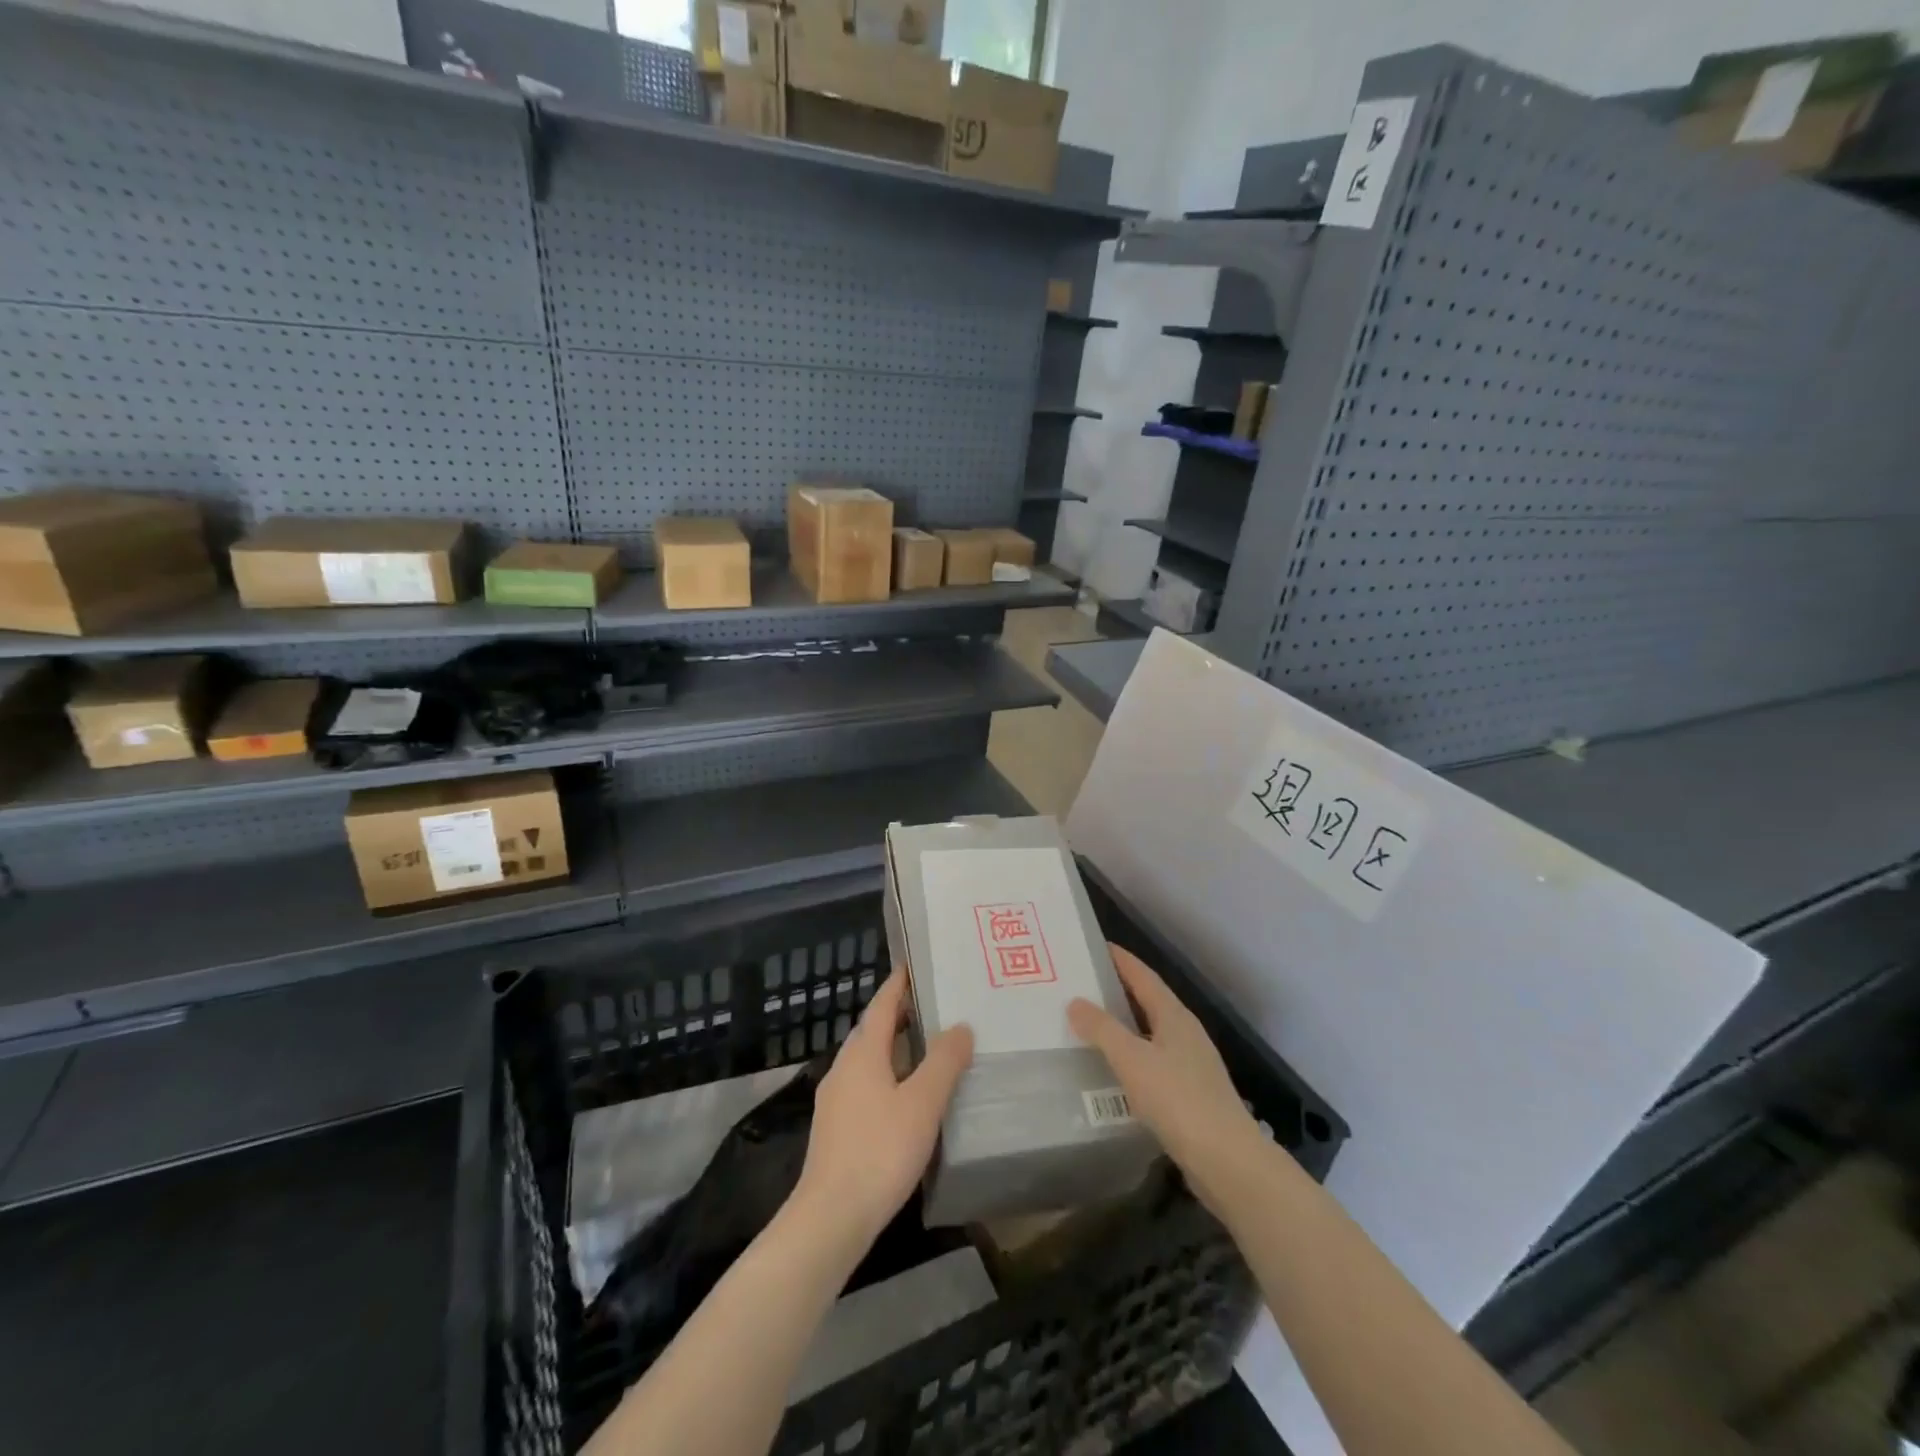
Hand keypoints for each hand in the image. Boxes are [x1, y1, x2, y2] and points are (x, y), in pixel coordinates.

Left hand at [792, 970, 973, 1249]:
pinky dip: (888, 1074)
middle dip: (901, 1014)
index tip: (915, 965)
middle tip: (936, 1005)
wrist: (831, 1218)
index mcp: (863, 1053)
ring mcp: (836, 1098)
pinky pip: (865, 1083)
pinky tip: (907, 1095)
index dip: (899, 983)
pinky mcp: (836, 1127)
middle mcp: (844, 1067)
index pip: (882, 1004)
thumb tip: (960, 1026)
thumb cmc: (880, 1151)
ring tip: (929, 1047)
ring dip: (896, 1047)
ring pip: (869, 1059)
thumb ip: (944, 1061)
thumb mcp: (923, 1103)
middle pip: (874, 1029)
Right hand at [1068, 944, 1265, 1218]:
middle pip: (1147, 1001)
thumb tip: (1075, 1002)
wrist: (1228, 1162)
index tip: (1092, 946)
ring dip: (1122, 1025)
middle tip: (1080, 985)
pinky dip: (1130, 1056)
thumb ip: (1102, 1029)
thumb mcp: (1133, 1060)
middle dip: (1116, 990)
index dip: (1120, 959)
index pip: (1143, 976)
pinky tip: (1112, 1070)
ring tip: (1088, 1024)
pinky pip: (1152, 1062)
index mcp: (1174, 1016)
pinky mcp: (1189, 1094)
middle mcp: (1185, 1033)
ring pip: (1149, 1033)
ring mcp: (1191, 1064)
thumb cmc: (1179, 1101)